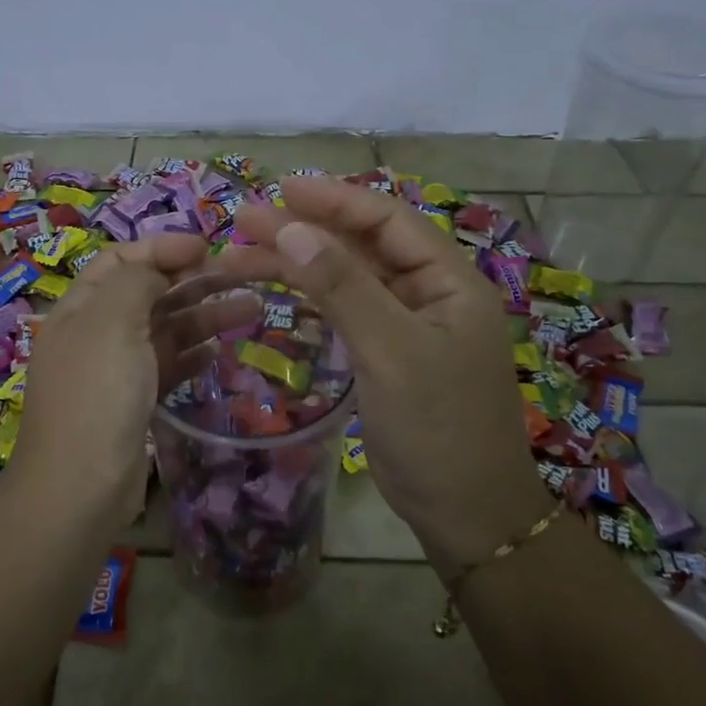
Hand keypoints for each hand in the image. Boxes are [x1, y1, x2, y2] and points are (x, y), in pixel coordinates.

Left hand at [17, 235, 260, 516]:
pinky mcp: (134, 403)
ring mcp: (115, 370)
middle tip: (242, 277)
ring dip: (204, 316)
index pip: (120, 260)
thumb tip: (157, 270)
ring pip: (164, 330)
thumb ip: (136, 282)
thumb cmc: (96, 395)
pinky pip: (168, 367)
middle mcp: (95, 333)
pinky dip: (193, 354)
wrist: (80, 488)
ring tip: (252, 309)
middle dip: (192, 280)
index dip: (161, 247)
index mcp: (80, 308)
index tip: (206, 246)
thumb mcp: (112, 323)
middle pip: (148, 293)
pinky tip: (220, 351)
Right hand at [227, 178, 551, 576]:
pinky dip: (309, 298)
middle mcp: (429, 293)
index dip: (334, 200)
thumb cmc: (438, 428)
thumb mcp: (391, 351)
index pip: (388, 220)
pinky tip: (275, 290)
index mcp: (449, 281)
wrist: (465, 514)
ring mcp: (406, 324)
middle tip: (245, 222)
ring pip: (347, 279)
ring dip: (298, 264)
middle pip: (361, 246)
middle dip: (305, 231)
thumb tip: (291, 227)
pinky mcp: (385, 353)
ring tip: (240, 256)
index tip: (280, 190)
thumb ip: (343, 288)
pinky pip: (344, 311)